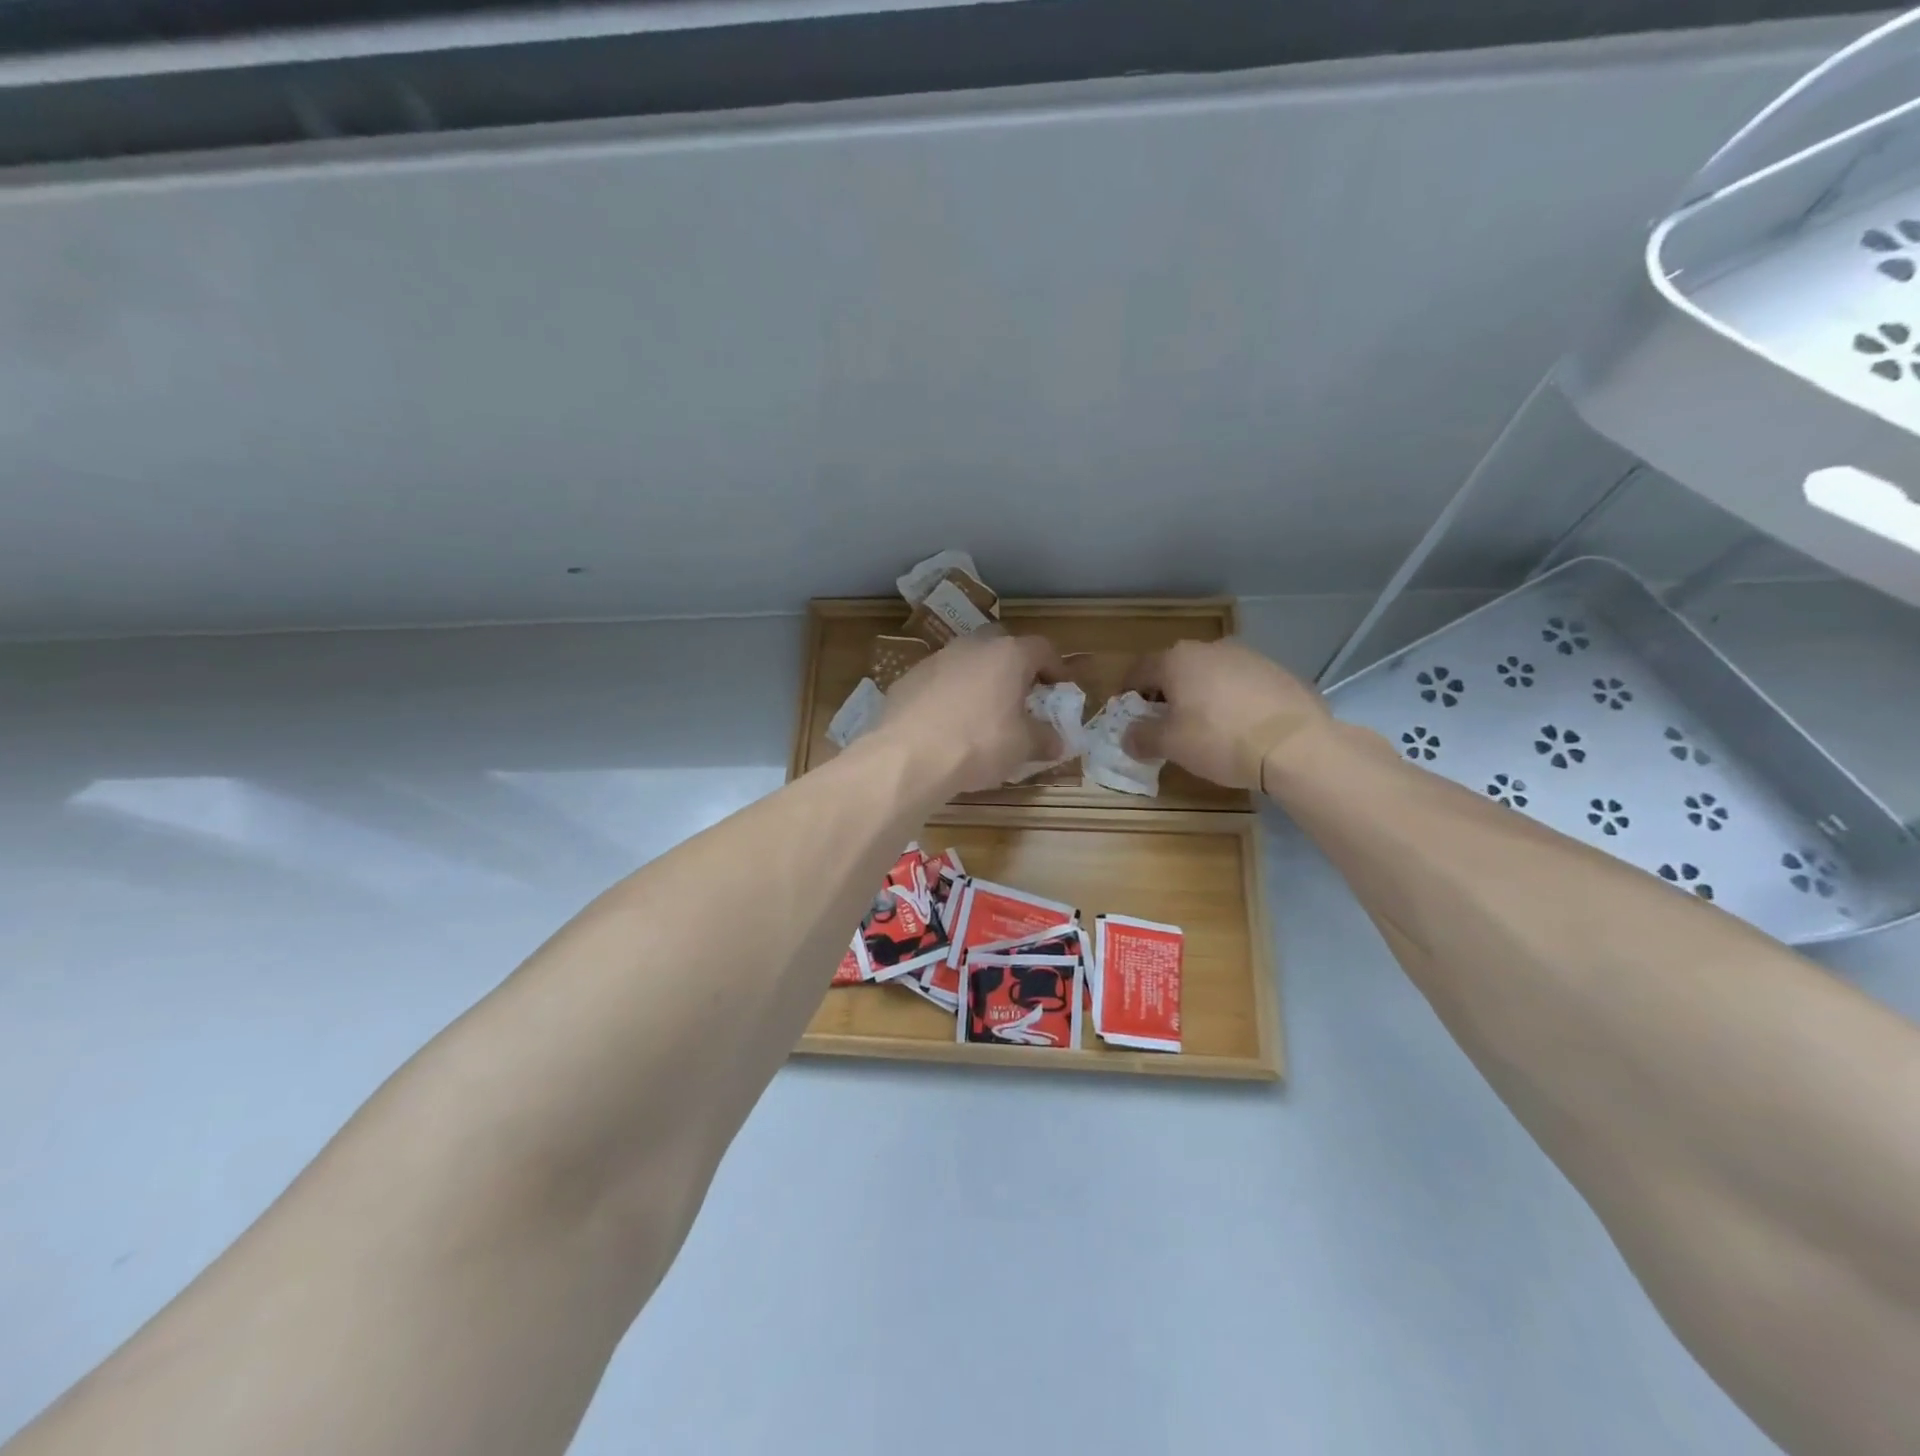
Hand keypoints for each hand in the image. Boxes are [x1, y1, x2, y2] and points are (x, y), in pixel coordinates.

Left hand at [876, 631, 1065, 794]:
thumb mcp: (1023, 747)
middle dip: (1014, 667)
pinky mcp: (908, 678)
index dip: (1056, 667)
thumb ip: (1044, 739)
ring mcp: (936, 659)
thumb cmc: (978, 744)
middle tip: (1020, 695)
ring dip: (979, 679)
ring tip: (982, 712)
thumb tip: (1056, 742)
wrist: (908, 756)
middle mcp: (972, 646)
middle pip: (1001, 645)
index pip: (1042, 648)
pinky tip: (947, 724)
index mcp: (1008, 655)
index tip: (1060, 688)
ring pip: (966, 661)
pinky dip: (949, 695)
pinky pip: (938, 681)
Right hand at [1124, 638, 1329, 790]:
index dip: (1128, 691)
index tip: (1127, 712)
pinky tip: (1239, 725)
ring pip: (1210, 673)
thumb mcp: (1171, 745)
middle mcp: (1210, 649)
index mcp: (1177, 660)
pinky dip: (1231, 698)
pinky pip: (1241, 683)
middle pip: (1176, 668)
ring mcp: (1248, 656)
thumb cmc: (1220, 739)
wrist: (1295, 745)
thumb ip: (1142, 737)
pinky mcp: (1277, 671)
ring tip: (1204, 724)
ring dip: (1200, 693)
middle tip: (1164, 721)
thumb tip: (1127, 736)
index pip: (1140, 670)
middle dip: (1166, 692)